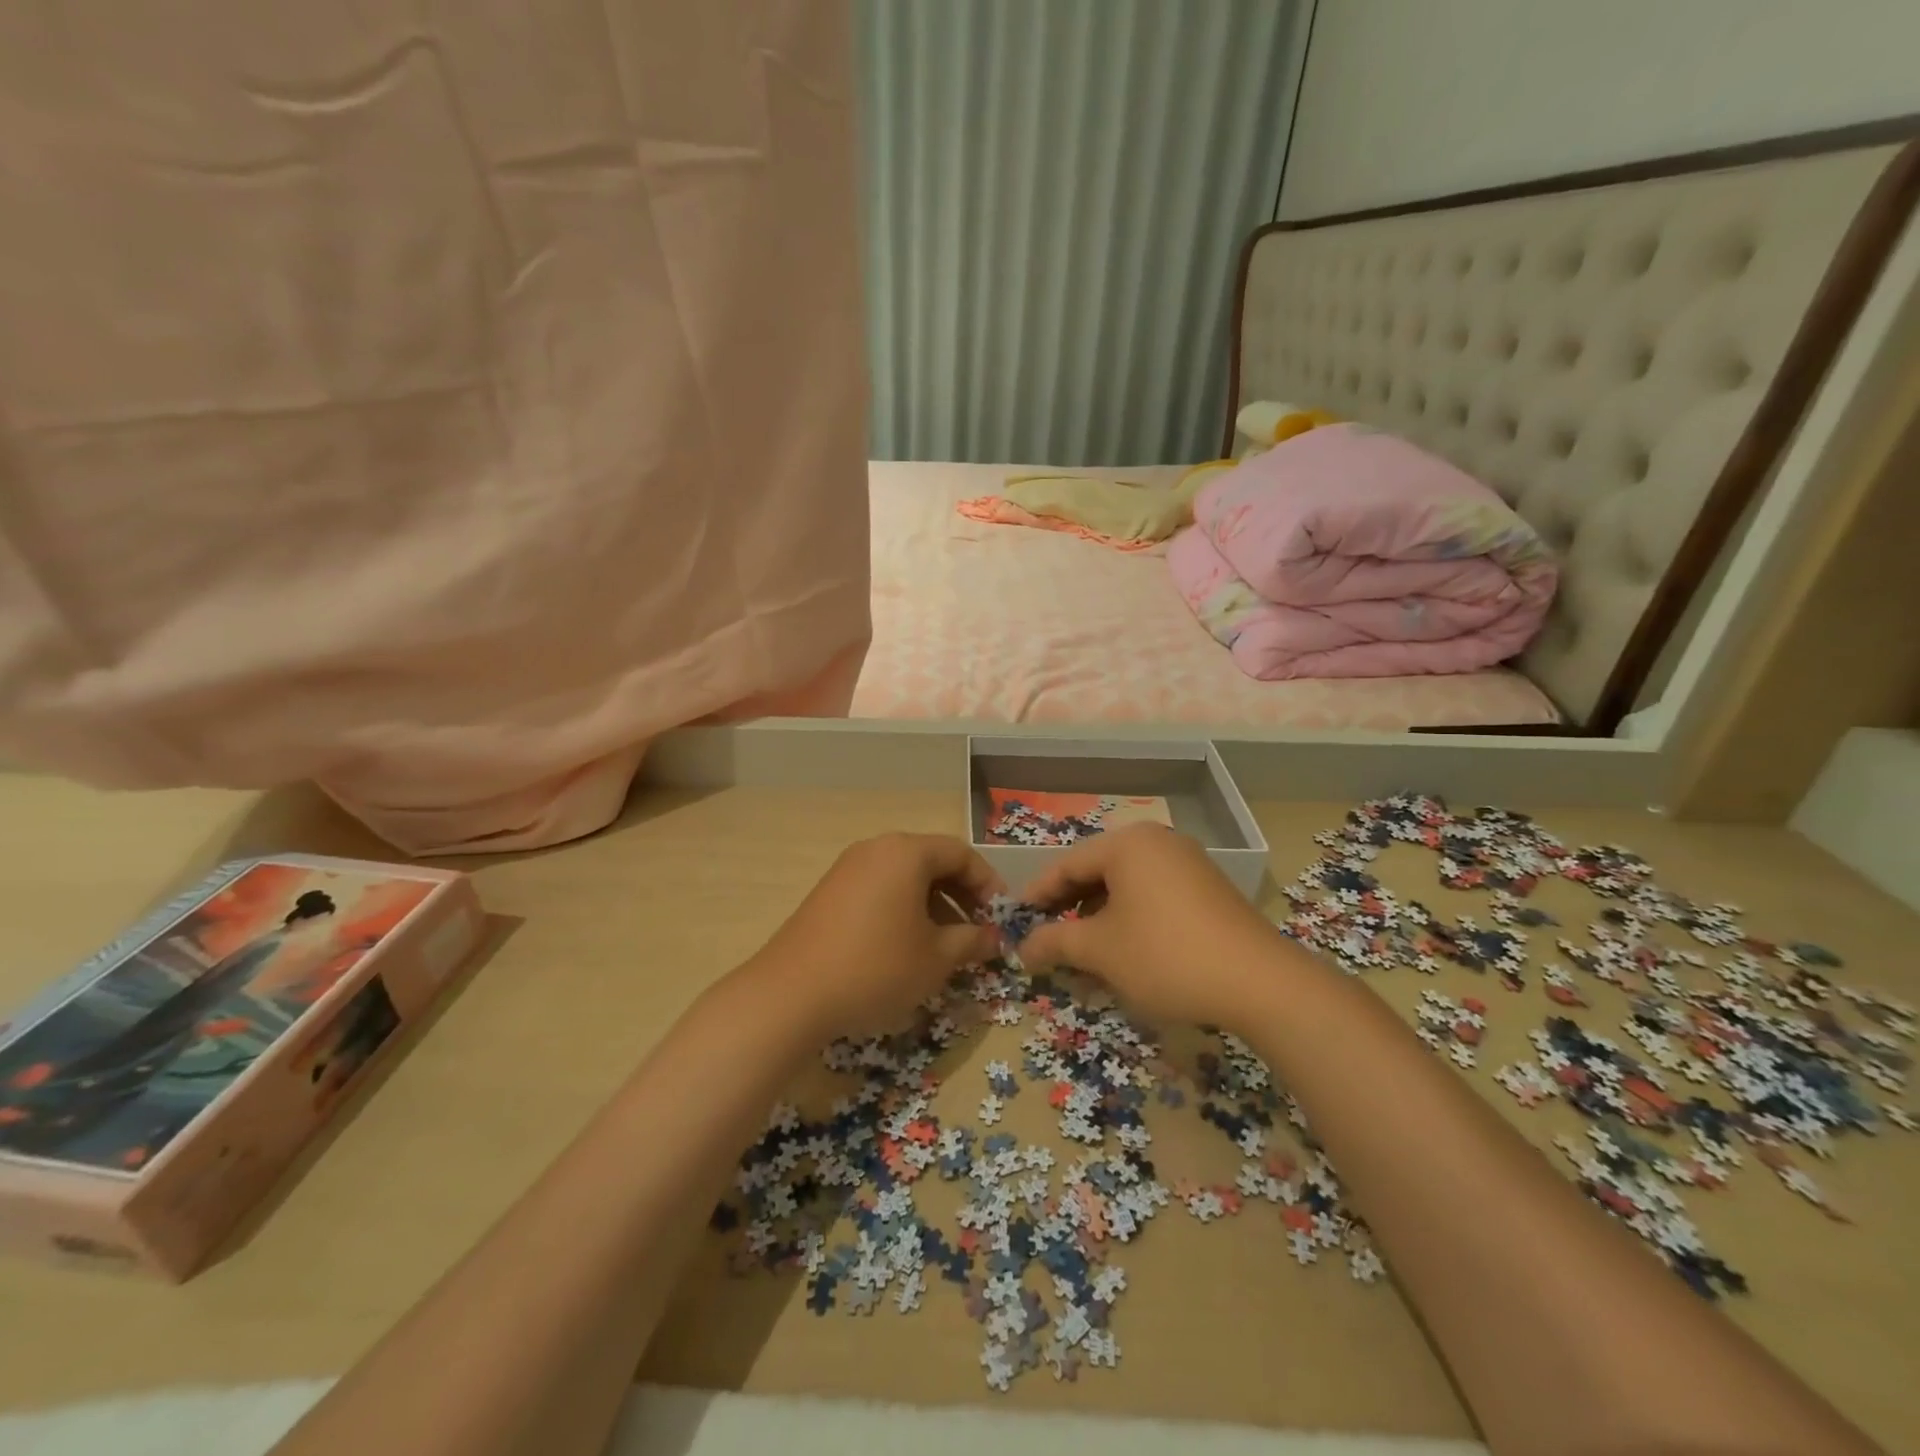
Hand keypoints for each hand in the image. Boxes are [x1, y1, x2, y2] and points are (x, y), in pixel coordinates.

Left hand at [747, 833, 1004, 1040]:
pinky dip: (903, 911)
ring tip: (945, 946)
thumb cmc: (876, 968)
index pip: (961, 854)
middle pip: (932, 862)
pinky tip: (906, 949)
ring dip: (933, 906)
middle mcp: (876, 850)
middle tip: (977, 932)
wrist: (790, 994)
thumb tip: (994, 937)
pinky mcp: (829, 894)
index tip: (1001, 917)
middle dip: (961, 896)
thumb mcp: (935, 958)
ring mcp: (847, 869)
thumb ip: (971, 941)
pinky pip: (880, 891)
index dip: (988, 883)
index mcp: (906, 853)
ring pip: (905, 878)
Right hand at [1019, 823, 1294, 1028]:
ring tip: (1083, 948)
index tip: (1016, 922)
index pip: (1067, 864)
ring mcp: (1187, 862)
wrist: (1259, 982)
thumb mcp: (1100, 950)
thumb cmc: (1165, 955)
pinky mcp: (1208, 888)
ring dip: (1099, 914)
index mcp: (1127, 844)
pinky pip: (1153, 893)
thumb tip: (1022, 949)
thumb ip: (1054, 942)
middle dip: (1068, 906)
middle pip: (1097, 870)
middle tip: (1046, 936)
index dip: (1038, 895)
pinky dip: (1130, 916)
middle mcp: (1157, 841)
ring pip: (1126, 884)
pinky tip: (1125, 948)